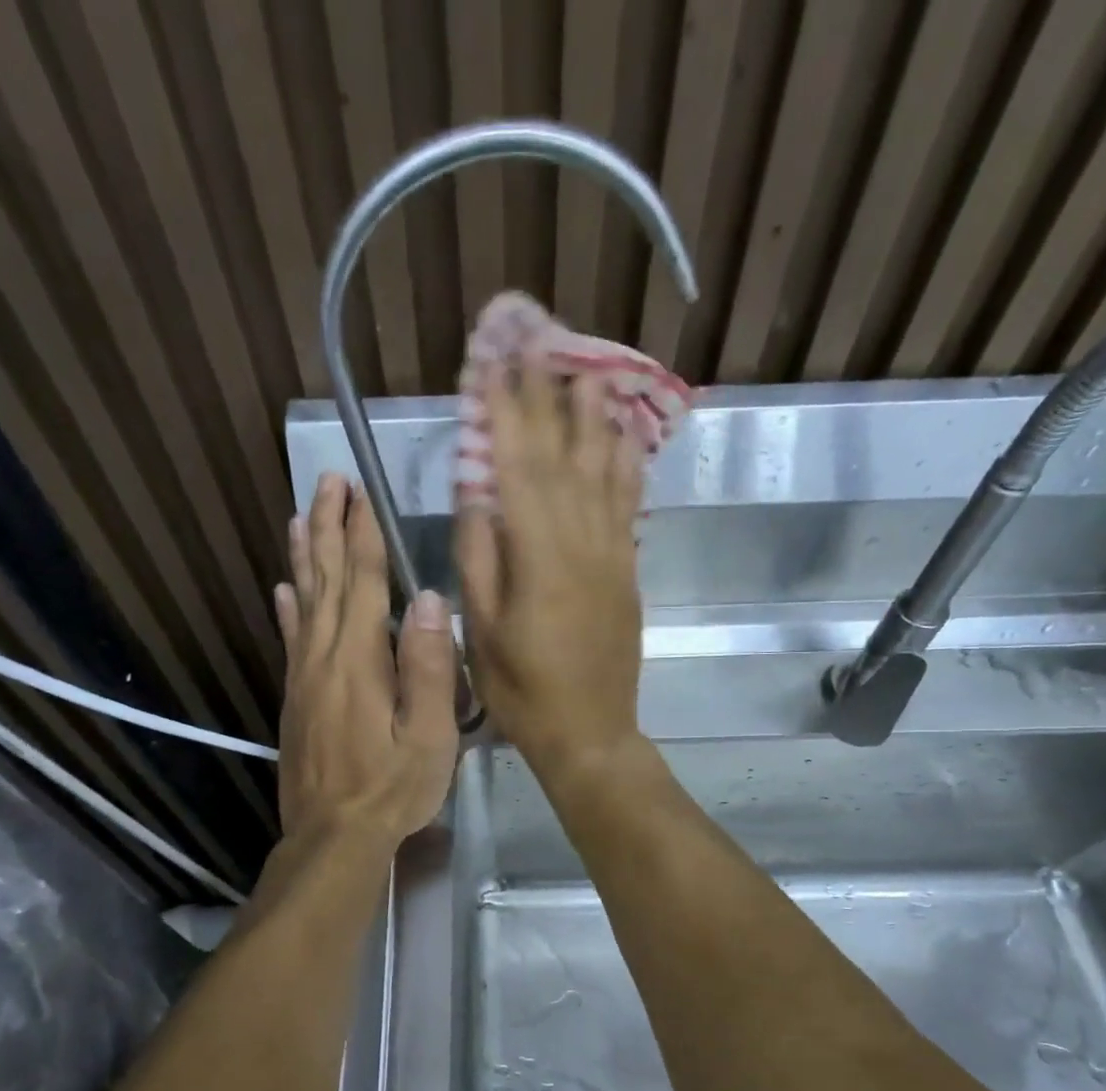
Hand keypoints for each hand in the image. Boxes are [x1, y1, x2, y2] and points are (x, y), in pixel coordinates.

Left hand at [275, 472, 458, 850]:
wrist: (332, 836)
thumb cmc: (391, 787)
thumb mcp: (429, 735)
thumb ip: (430, 666)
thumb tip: (430, 599)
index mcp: (360, 659)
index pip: (364, 581)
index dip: (363, 533)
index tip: (360, 491)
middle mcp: (325, 656)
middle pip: (328, 579)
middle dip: (330, 527)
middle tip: (327, 481)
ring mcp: (304, 677)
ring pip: (303, 601)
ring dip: (306, 556)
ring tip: (302, 516)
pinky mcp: (295, 698)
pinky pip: (290, 639)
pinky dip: (288, 608)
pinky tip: (283, 589)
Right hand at [456, 367, 645, 779]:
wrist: (590, 732)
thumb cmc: (523, 690)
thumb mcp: (483, 632)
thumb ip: (480, 559)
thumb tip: (476, 495)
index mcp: (539, 558)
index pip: (519, 467)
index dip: (505, 412)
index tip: (493, 365)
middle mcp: (582, 542)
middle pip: (563, 456)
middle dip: (546, 398)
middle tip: (537, 344)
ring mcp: (612, 554)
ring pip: (604, 471)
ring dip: (593, 417)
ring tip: (586, 368)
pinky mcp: (627, 570)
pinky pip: (628, 505)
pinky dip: (625, 464)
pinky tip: (623, 436)